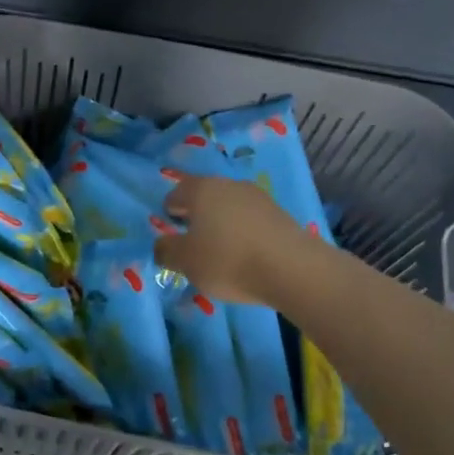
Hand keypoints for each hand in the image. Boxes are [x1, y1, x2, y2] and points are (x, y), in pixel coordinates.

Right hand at [153, 175, 313, 307]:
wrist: (292, 269)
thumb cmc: (228, 260)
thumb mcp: (186, 262)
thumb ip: (166, 250)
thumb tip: (161, 244)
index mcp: (201, 190)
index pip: (176, 192)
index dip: (168, 209)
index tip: (169, 228)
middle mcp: (229, 185)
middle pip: (205, 196)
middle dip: (196, 214)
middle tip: (191, 239)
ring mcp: (258, 197)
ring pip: (229, 207)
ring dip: (221, 223)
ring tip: (219, 249)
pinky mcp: (280, 214)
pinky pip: (250, 220)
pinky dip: (242, 232)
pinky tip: (244, 253)